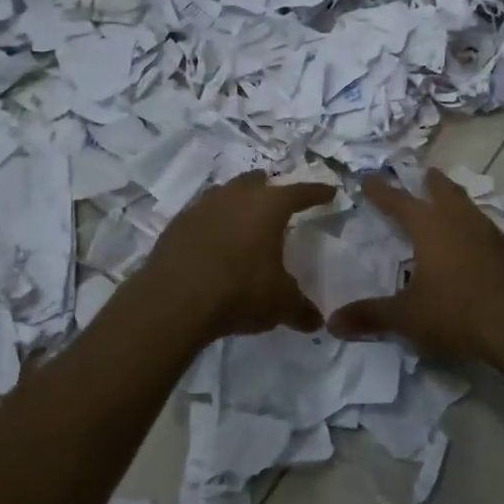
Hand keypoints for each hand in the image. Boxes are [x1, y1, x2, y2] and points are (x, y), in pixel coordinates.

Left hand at [137, 171, 335, 340]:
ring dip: (237, 202)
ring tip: (243, 221)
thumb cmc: (239, 292)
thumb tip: (316, 321)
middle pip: (257, 181)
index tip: (329, 192)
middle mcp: (236, 196)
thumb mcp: (279, 304)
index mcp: (268, 206)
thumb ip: (300, 309)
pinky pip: (201, 215)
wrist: (174, 301)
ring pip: (225, 193)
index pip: (300, 192)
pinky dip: (212, 223)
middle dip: (269, 189)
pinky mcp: (177, 224)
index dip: (317, 192)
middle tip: (278, 203)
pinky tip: (213, 242)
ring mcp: (202, 206)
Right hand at [329, 169, 503, 364]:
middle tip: (423, 174)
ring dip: (453, 198)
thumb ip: (371, 316)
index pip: (397, 201)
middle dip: (429, 182)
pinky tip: (471, 239)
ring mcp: (487, 232)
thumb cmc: (457, 312)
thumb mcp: (407, 317)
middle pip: (442, 190)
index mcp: (429, 226)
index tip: (368, 178)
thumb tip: (333, 322)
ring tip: (447, 199)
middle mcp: (458, 220)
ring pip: (466, 204)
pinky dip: (471, 223)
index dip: (380, 190)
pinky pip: (482, 225)